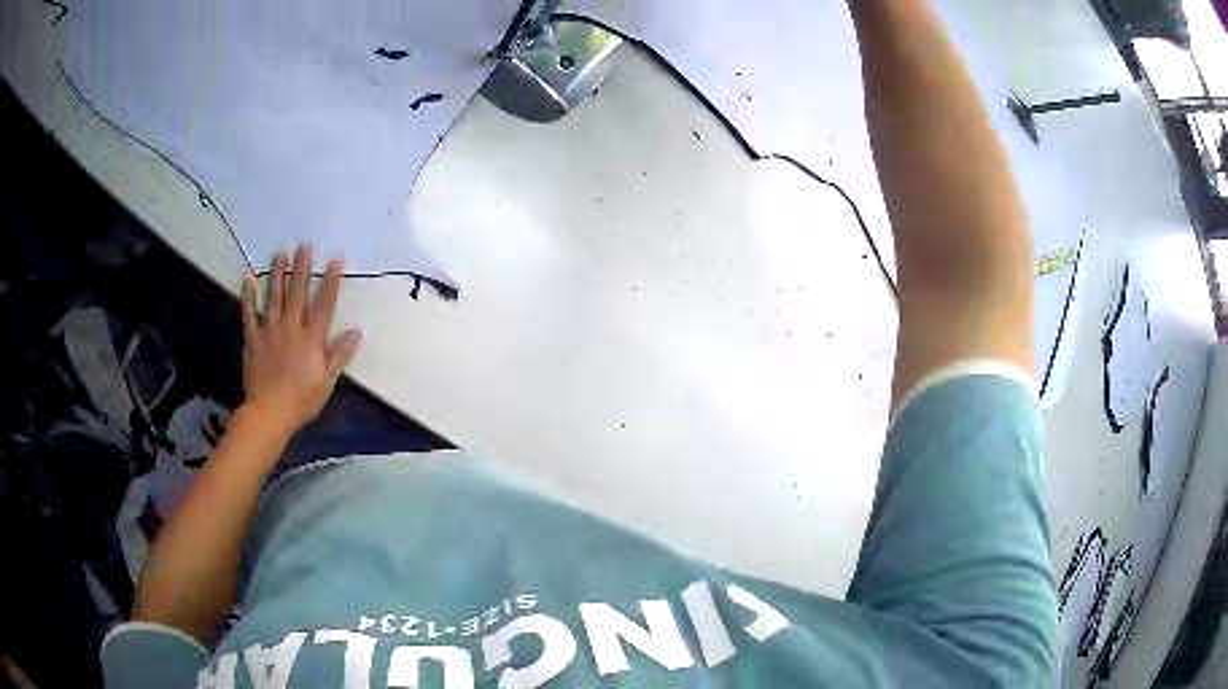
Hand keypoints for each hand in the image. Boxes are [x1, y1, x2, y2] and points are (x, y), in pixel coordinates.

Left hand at [240, 245, 360, 435]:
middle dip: (302, 268)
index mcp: (311, 338)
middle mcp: (291, 328)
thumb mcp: (327, 381)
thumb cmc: (302, 399)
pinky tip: (249, 277)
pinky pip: (249, 313)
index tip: (336, 259)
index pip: (324, 304)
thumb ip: (339, 354)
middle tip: (304, 245)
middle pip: (298, 293)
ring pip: (274, 297)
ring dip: (278, 273)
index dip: (331, 281)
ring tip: (280, 253)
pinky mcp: (252, 338)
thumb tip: (355, 331)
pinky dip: (248, 295)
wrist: (269, 412)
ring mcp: (270, 330)